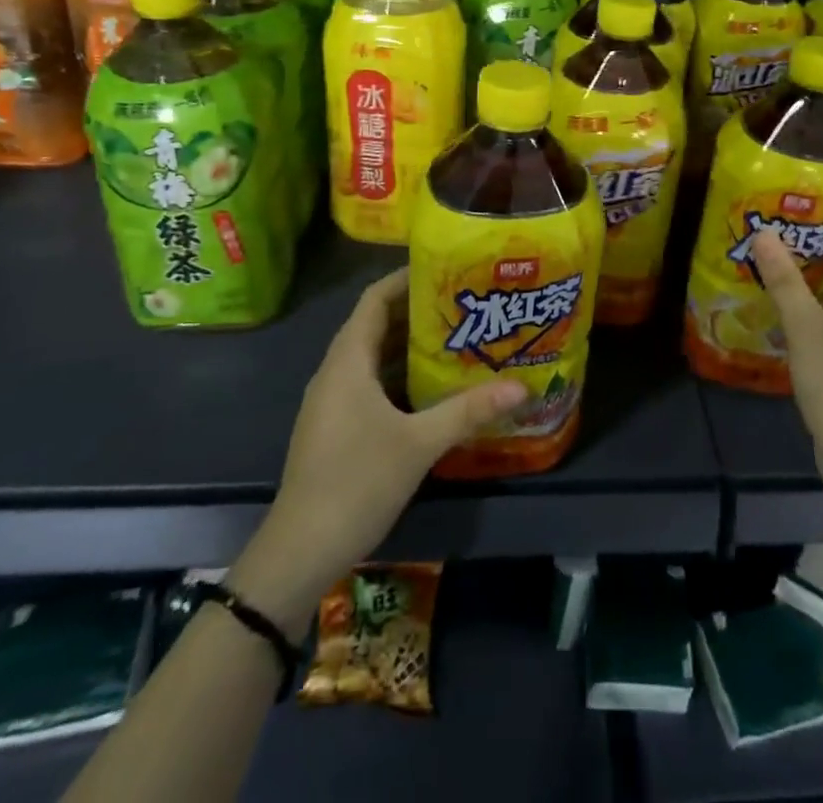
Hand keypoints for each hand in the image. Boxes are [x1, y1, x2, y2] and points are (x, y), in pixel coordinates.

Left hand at [229, 269, 523, 632]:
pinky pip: (370, 383)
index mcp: (348, 361)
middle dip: (417, 311)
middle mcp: (336, 372)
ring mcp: (332, 402)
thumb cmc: (357, 482)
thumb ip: (469, 411)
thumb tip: (522, 386)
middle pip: (376, 324)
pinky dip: (399, 374)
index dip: (406, 279)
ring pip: (373, 357)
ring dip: (409, 344)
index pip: (374, 299)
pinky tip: (432, 387)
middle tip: (464, 303)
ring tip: (456, 337)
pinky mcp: (336, 427)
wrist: (300, 552)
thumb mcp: (419, 443)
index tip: (446, 269)